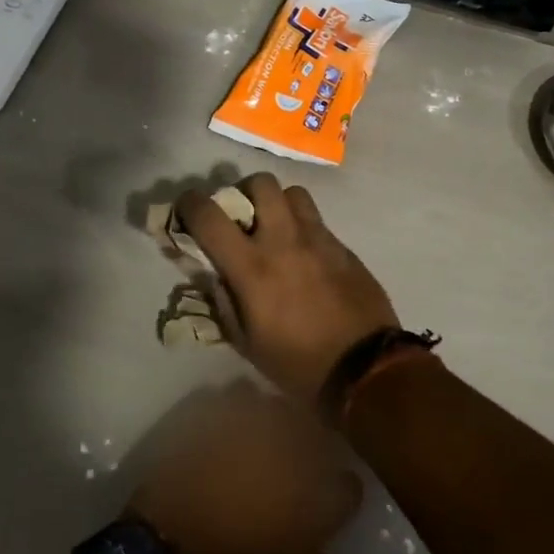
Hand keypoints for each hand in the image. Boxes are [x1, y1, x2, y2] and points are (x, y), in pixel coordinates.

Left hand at [127, 381, 363, 553]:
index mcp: (310, 504)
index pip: (349, 485)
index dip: (338, 495)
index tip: (325, 504)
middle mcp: (284, 455)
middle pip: (313, 428)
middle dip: (308, 445)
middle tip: (289, 466)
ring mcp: (239, 430)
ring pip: (270, 402)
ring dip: (267, 418)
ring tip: (255, 439)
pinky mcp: (199, 419)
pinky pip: (224, 396)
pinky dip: (226, 407)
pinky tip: (221, 428)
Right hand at [175, 174, 399, 402]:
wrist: (365, 369)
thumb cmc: (298, 364)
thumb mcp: (247, 343)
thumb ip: (224, 301)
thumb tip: (213, 274)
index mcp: (252, 267)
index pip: (210, 216)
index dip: (190, 204)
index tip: (187, 209)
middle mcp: (284, 240)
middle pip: (260, 183)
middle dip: (243, 191)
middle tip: (241, 216)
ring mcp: (318, 239)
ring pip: (293, 192)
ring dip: (278, 203)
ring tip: (275, 228)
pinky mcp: (343, 246)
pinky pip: (317, 220)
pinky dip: (302, 226)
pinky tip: (304, 254)